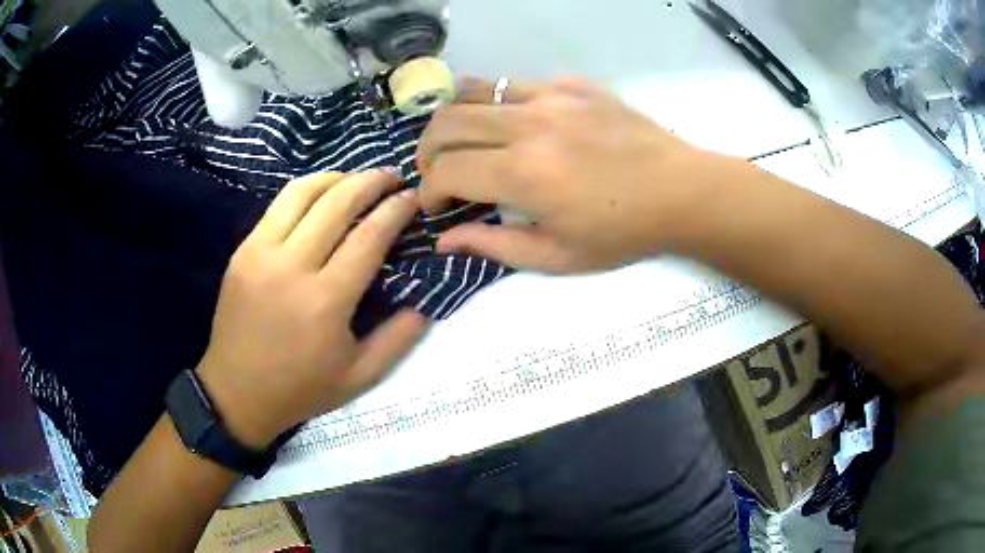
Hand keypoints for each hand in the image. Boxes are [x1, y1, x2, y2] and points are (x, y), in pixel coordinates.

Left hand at [196, 171, 427, 448]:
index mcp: (326, 301)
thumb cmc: (301, 389)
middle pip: (337, 202)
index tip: (413, 197)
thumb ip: (399, 337)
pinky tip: (321, 196)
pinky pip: (278, 206)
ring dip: (337, 177)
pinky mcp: (242, 250)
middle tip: (393, 177)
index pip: (369, 236)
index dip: (396, 210)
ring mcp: (261, 253)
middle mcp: (292, 266)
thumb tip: (427, 300)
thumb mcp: (361, 377)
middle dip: (372, 181)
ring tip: (357, 179)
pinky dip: (306, 191)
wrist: (236, 392)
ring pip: (303, 192)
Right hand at [418, 77, 738, 272]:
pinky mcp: (573, 84)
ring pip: (474, 89)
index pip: (446, 171)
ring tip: (461, 140)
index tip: (436, 206)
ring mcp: (552, 97)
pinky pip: (517, 83)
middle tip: (436, 171)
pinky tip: (514, 124)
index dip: (429, 191)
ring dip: (455, 117)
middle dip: (427, 150)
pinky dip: (499, 103)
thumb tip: (444, 240)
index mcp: (524, 174)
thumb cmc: (623, 232)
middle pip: (447, 121)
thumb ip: (494, 246)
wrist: (682, 191)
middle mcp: (528, 125)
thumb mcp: (558, 257)